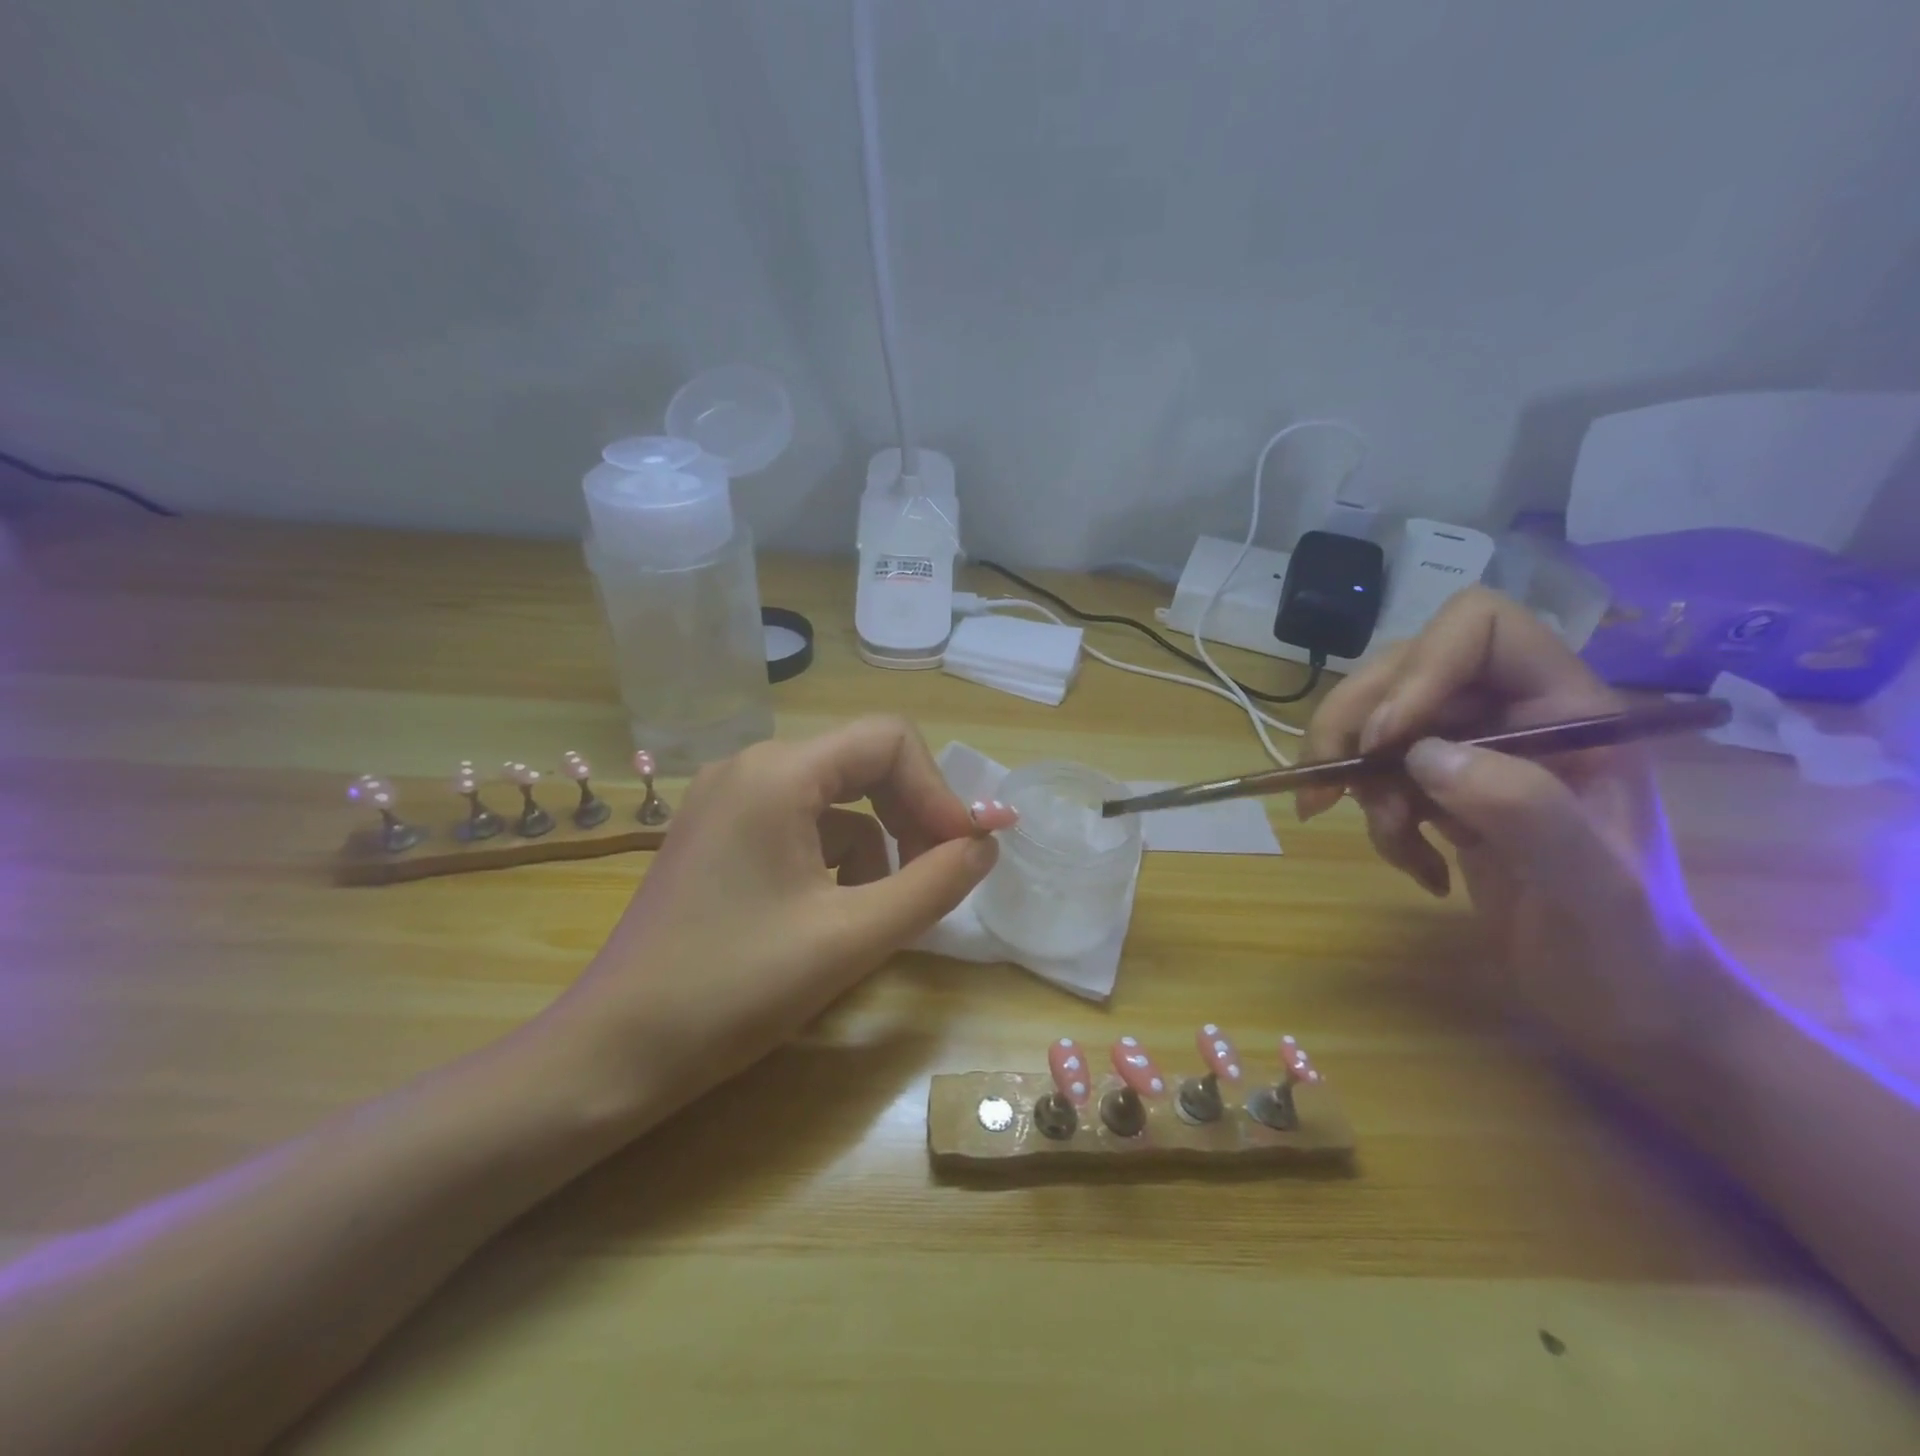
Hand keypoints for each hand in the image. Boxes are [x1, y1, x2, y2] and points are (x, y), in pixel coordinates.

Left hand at [543, 718, 1006, 1117]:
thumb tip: (986, 844)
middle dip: (911, 815)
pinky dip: (834, 859)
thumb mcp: (851, 937)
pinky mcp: (719, 836)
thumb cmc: (735, 989)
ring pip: (835, 799)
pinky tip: (832, 915)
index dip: (938, 791)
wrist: (614, 1054)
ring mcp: (728, 800)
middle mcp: (750, 767)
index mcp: (778, 772)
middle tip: (940, 875)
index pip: (889, 739)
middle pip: (863, 762)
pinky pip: (801, 825)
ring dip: (875, 845)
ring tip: (880, 910)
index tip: (963, 853)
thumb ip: (933, 884)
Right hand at [1297, 588, 1710, 1066]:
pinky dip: (1376, 820)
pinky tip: (1415, 865)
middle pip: (1402, 669)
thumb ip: (1522, 809)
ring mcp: (1476, 754)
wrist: (1628, 1010)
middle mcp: (1515, 715)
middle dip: (1353, 729)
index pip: (1478, 627)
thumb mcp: (1590, 887)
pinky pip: (1378, 775)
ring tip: (1391, 840)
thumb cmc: (1629, 952)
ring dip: (1360, 781)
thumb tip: (1420, 755)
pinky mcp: (1446, 792)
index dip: (1419, 669)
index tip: (1385, 742)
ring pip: (1377, 722)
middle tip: (1324, 793)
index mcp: (1569, 709)